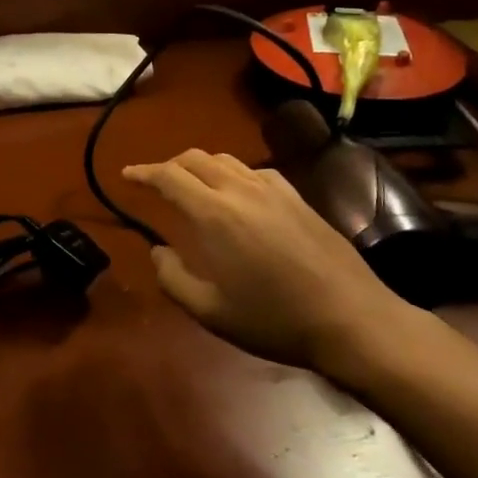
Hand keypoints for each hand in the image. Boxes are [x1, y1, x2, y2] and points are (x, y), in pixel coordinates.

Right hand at [123, 150, 413, 381]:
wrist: (350, 318)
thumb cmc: (274, 319)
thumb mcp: (211, 311)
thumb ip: (173, 278)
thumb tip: (158, 251)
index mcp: (213, 213)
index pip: (169, 176)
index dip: (143, 172)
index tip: (127, 174)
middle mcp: (240, 189)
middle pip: (195, 158)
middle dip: (169, 165)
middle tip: (156, 183)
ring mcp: (273, 189)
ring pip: (225, 160)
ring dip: (200, 166)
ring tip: (192, 185)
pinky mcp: (298, 196)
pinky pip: (254, 171)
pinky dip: (232, 174)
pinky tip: (238, 194)